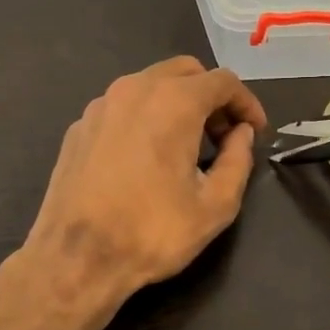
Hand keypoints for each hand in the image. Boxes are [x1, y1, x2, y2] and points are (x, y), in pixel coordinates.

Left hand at [19, 57, 267, 329]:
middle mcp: (135, 89)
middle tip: (222, 135)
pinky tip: (146, 156)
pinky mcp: (80, 125)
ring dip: (177, 103)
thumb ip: (238, 160)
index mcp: (173, 101)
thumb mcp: (215, 205)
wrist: (75, 258)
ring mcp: (102, 104)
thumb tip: (242, 134)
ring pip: (151, 84)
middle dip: (211, 96)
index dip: (246, 102)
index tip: (255, 130)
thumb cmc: (152, 232)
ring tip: (186, 145)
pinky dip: (145, 117)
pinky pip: (123, 107)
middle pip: (186, 71)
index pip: (223, 81)